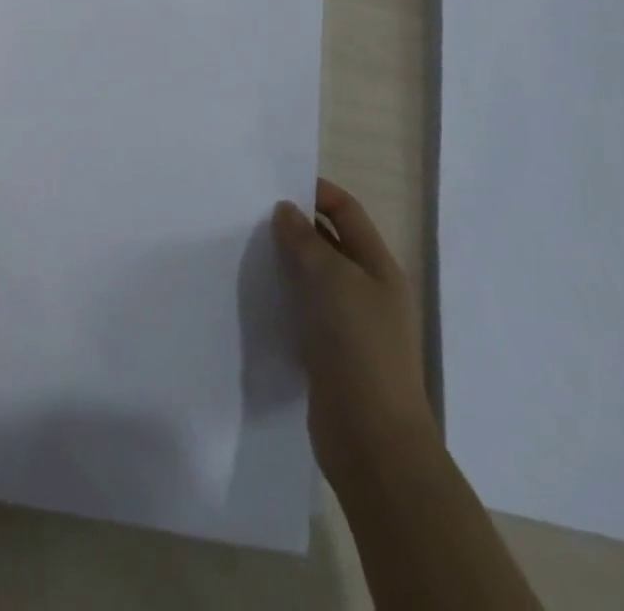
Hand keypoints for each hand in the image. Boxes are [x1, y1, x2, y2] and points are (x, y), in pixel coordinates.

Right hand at [273, 178, 434, 476]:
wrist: (372, 439)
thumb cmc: (359, 347)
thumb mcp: (332, 280)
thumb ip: (305, 240)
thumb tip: (286, 210)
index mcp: (378, 267)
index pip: (346, 211)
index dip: (315, 191)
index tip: (273, 184)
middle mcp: (367, 290)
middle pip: (329, 241)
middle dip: (294, 225)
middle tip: (249, 214)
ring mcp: (350, 323)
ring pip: (313, 276)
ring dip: (284, 261)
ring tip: (244, 247)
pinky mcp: (329, 350)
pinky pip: (303, 308)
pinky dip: (282, 295)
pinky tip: (254, 292)